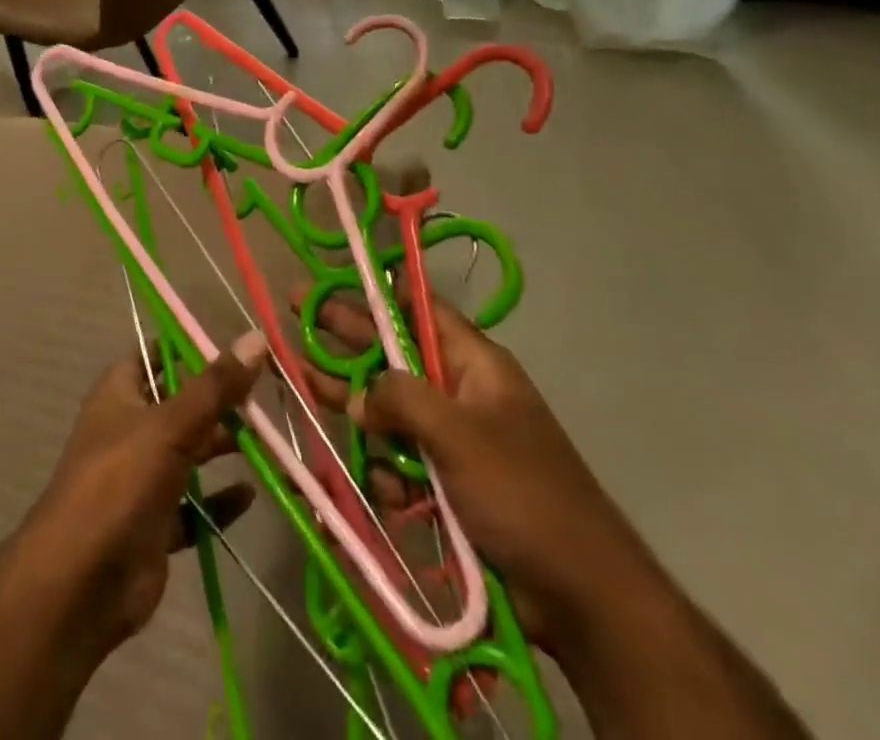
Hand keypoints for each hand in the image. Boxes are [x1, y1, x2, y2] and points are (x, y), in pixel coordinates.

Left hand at [19, 331, 267, 654]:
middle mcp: (129, 430)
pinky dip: (219, 501)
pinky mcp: (154, 525)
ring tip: (270, 442)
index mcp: (120, 394)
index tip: (236, 347)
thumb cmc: (119, 483)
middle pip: (180, 405)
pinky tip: (250, 496)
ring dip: (223, 448)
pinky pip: (194, 507)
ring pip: (190, 454)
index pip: (154, 355)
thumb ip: (215, 386)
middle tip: (266, 397)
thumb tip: (256, 337)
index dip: (189, 348)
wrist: (78, 585)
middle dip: (219, 402)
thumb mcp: (171, 425)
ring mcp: (141, 479)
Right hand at [298, 292, 662, 657]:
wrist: (581, 594)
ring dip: (361, 413)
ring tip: (310, 392)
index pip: (420, 308)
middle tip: (298, 317)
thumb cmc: (522, 493)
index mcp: (474, 363)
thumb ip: (400, 400)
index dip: (377, 293)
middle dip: (347, 341)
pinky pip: (404, 461)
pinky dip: (388, 472)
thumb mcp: (458, 433)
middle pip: (394, 354)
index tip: (333, 283)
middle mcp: (461, 392)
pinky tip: (386, 493)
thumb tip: (359, 397)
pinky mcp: (450, 483)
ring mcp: (455, 439)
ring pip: (392, 411)